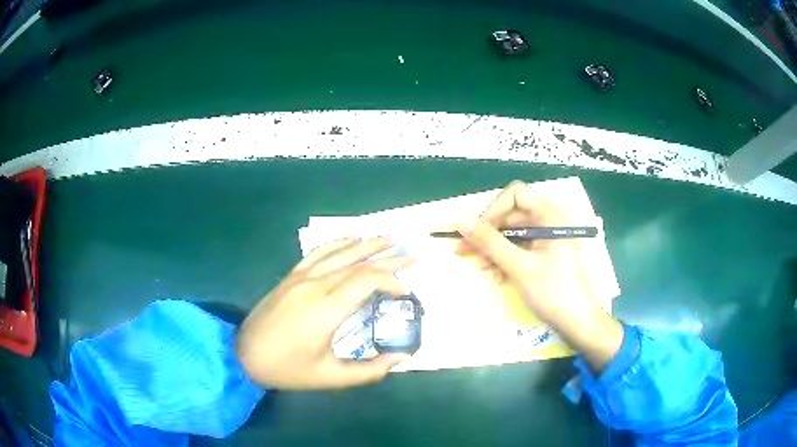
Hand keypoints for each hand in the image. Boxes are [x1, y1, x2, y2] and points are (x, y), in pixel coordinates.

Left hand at [236, 237, 413, 389]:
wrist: (244, 355)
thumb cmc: (288, 368)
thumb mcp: (331, 377)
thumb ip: (370, 371)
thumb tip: (401, 358)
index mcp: (328, 309)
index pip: (368, 280)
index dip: (392, 280)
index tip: (405, 292)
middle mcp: (316, 285)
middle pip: (358, 263)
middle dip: (388, 258)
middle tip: (412, 255)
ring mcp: (301, 277)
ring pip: (340, 253)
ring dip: (367, 244)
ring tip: (390, 237)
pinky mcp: (291, 277)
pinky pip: (317, 253)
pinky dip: (337, 242)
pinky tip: (350, 237)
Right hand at [456, 181, 622, 371]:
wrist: (577, 324)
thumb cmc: (554, 293)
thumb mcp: (519, 267)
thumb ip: (490, 241)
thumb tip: (460, 217)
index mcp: (550, 217)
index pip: (516, 195)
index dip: (494, 210)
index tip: (477, 233)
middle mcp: (548, 223)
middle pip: (510, 216)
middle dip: (489, 234)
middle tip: (464, 252)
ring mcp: (546, 241)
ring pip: (511, 234)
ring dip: (494, 250)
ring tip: (485, 270)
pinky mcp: (542, 256)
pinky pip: (518, 249)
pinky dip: (504, 260)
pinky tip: (499, 277)